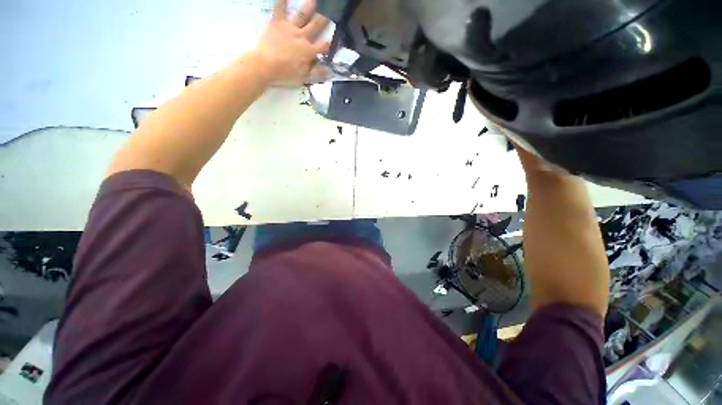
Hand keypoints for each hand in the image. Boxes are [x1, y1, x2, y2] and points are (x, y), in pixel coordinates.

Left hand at [254, 0, 329, 85]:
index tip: (337, 40)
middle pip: (316, 26)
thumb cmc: (285, 74)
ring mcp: (290, 27)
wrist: (265, 65)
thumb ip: (317, 73)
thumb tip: (329, 71)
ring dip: (309, 7)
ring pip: (302, 14)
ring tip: (313, 1)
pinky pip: (280, 8)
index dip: (331, 43)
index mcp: (309, 51)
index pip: (324, 46)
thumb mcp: (303, 78)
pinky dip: (283, 0)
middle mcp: (302, 36)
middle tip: (329, 14)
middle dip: (324, 20)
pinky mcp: (277, 22)